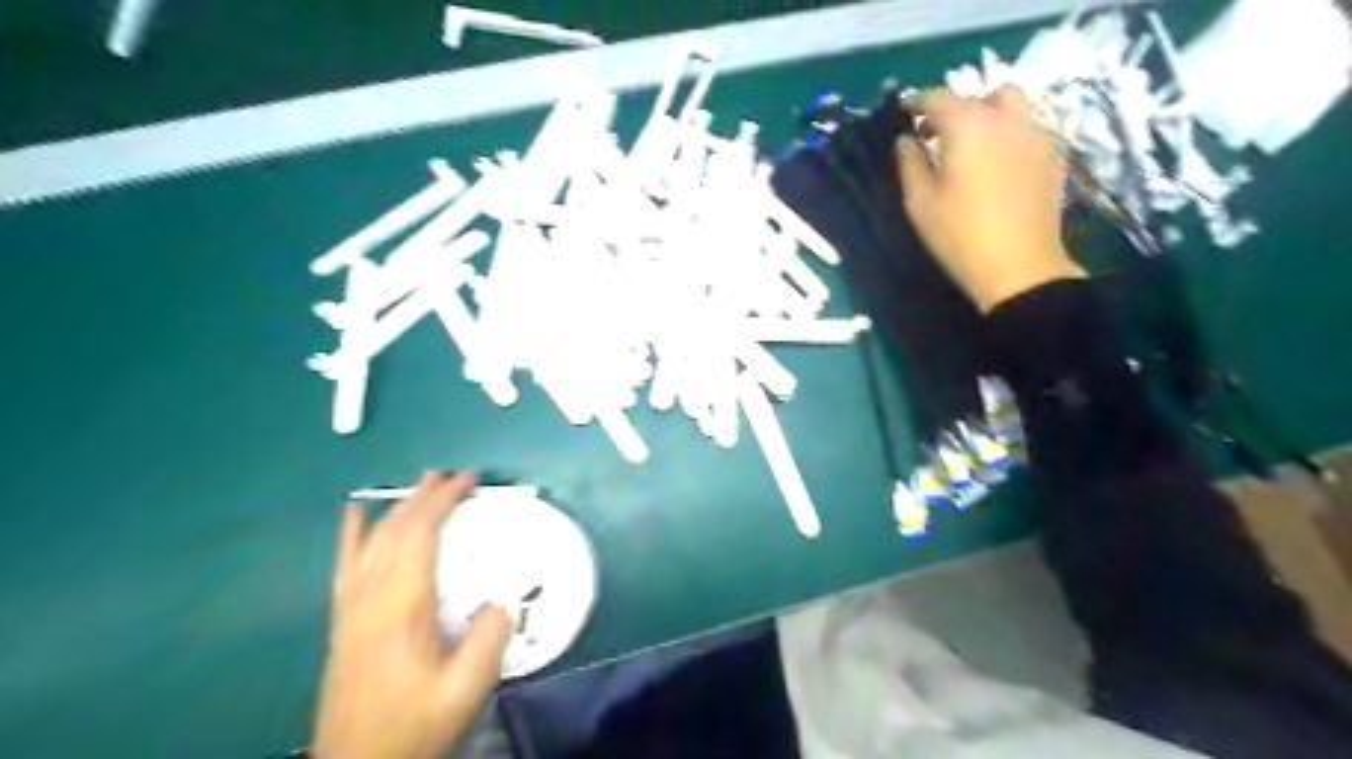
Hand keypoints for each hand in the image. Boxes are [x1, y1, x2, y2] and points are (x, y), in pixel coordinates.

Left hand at [315, 470, 516, 757]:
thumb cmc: (413, 727)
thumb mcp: (465, 690)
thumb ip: (488, 640)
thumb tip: (500, 602)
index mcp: (401, 606)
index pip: (420, 534)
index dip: (444, 500)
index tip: (469, 479)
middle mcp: (370, 597)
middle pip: (395, 530)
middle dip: (425, 496)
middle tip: (453, 475)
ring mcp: (351, 607)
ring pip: (372, 541)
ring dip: (398, 507)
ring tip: (419, 483)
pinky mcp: (343, 620)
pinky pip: (345, 565)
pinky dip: (352, 534)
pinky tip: (355, 515)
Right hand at [897, 87, 1084, 310]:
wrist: (1019, 267)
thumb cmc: (960, 236)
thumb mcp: (920, 203)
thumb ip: (910, 163)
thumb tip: (906, 139)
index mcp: (968, 126)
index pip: (938, 97)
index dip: (918, 103)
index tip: (905, 116)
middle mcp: (1006, 118)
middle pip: (980, 95)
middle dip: (956, 108)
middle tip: (938, 135)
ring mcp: (1037, 133)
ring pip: (1014, 103)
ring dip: (990, 114)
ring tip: (975, 143)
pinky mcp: (1055, 154)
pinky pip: (1032, 125)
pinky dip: (1012, 130)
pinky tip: (1001, 160)